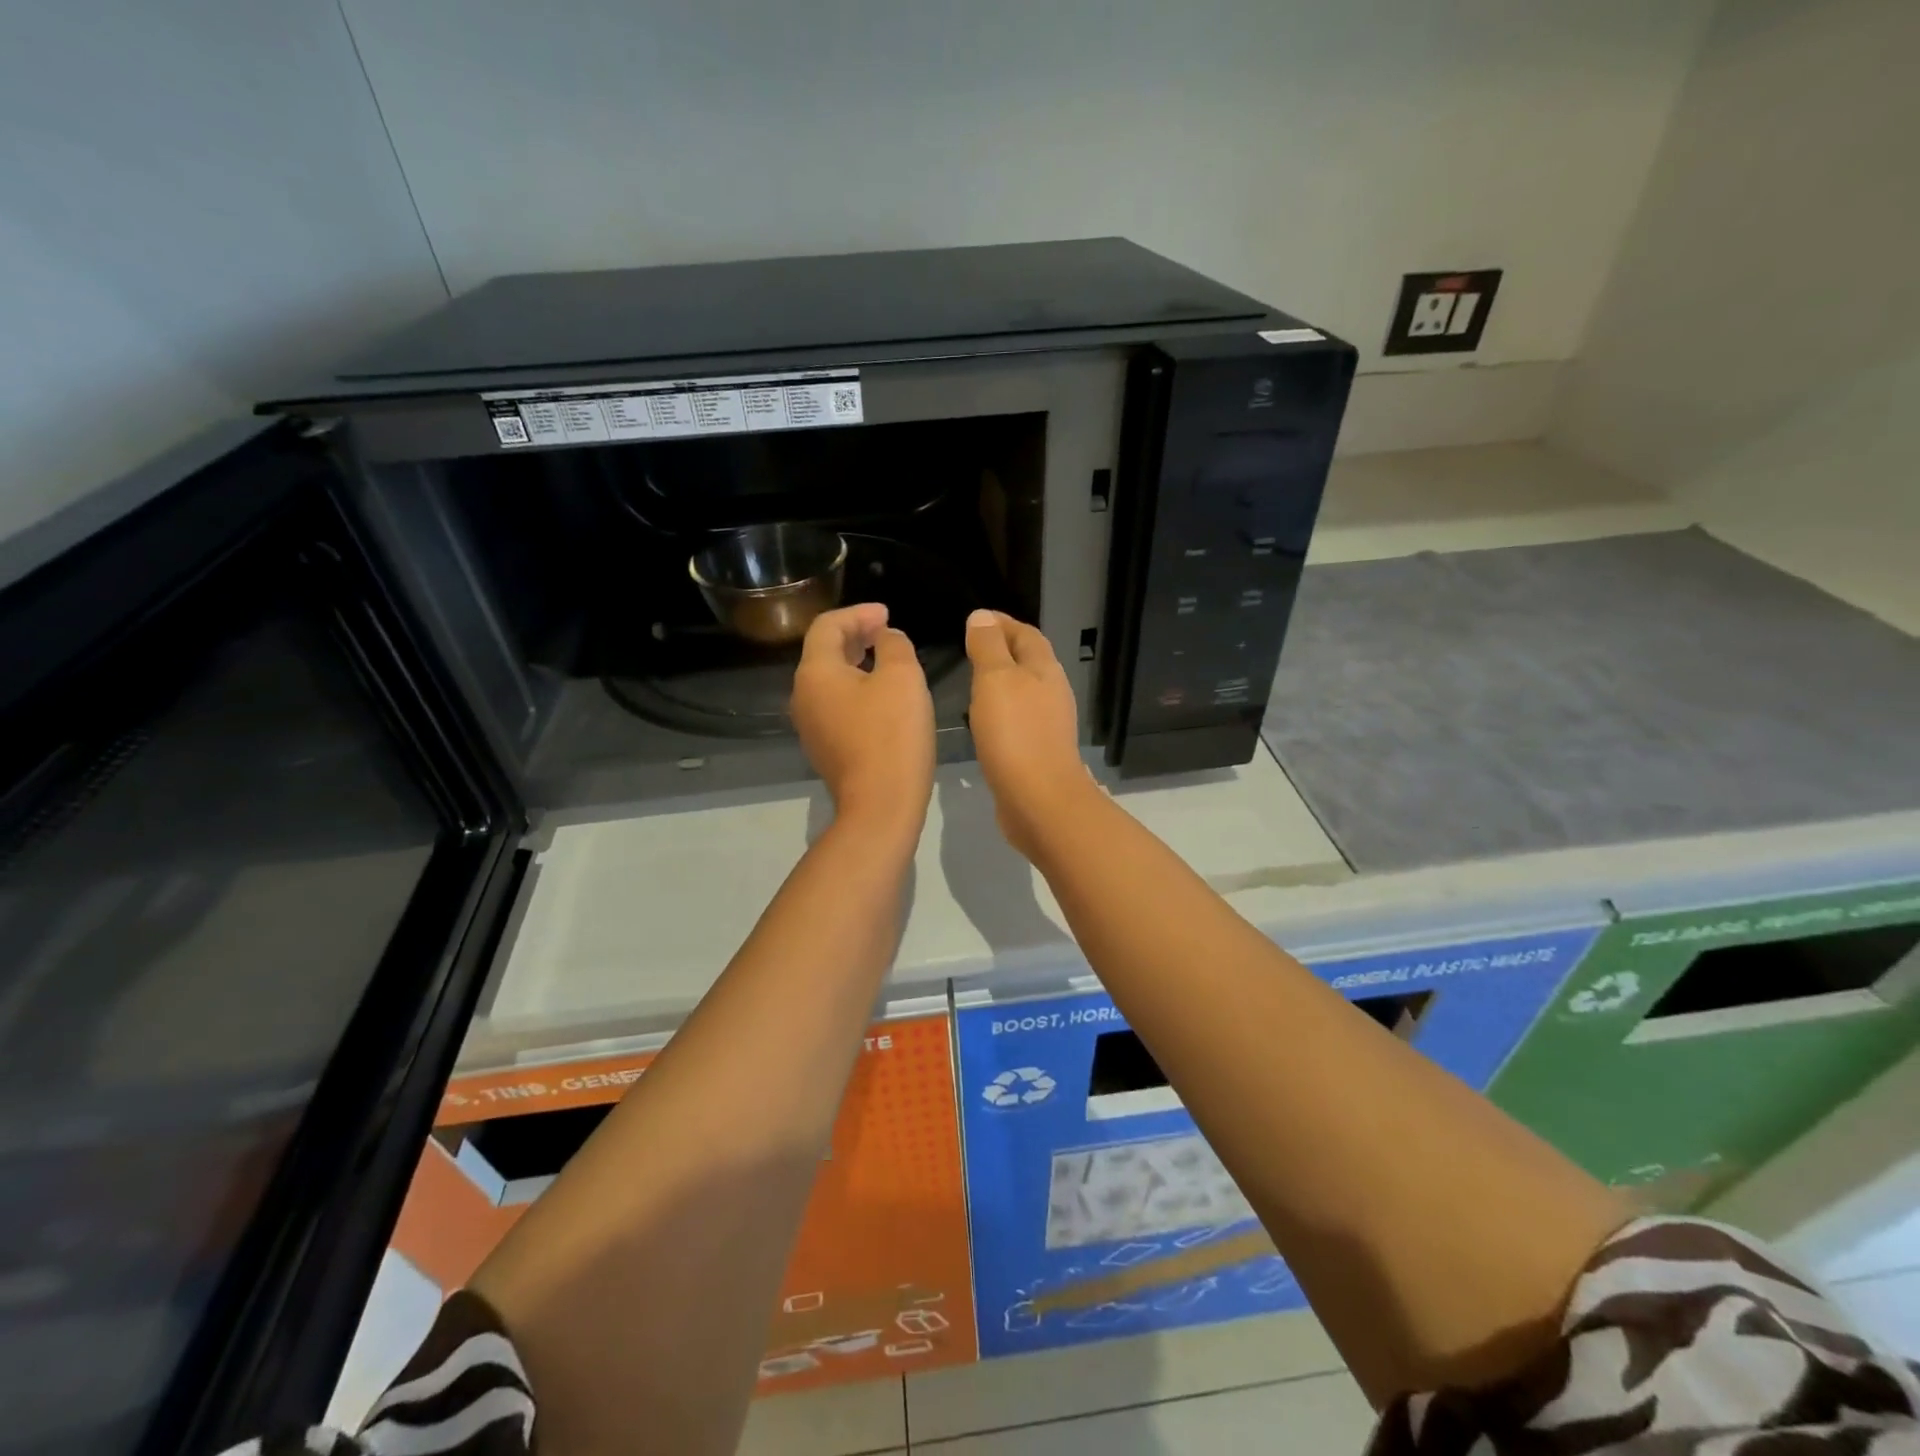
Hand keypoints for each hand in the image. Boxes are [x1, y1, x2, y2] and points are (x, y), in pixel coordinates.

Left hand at [791, 603, 934, 840]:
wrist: (880, 805)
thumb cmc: (892, 735)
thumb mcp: (903, 678)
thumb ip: (894, 645)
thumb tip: (886, 638)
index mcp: (815, 672)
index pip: (827, 626)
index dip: (858, 613)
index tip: (887, 614)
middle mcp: (803, 696)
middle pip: (824, 652)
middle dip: (855, 635)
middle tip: (887, 631)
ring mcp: (810, 725)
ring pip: (830, 680)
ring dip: (856, 662)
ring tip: (887, 659)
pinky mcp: (824, 748)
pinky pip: (836, 705)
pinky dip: (856, 689)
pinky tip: (882, 696)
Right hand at [964, 609, 1098, 856]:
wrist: (1039, 800)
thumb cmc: (1016, 733)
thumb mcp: (995, 679)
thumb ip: (988, 647)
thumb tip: (982, 616)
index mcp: (1045, 669)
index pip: (1025, 634)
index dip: (1002, 623)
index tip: (976, 618)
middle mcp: (1052, 692)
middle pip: (1029, 661)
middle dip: (1003, 649)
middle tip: (970, 647)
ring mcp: (1048, 724)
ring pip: (1024, 691)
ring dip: (1001, 681)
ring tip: (972, 681)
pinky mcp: (1038, 751)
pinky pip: (1018, 719)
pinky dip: (1001, 710)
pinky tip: (984, 721)